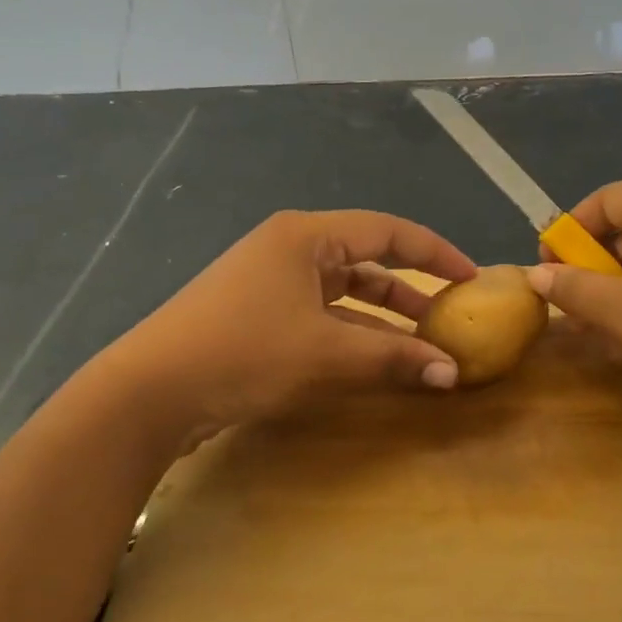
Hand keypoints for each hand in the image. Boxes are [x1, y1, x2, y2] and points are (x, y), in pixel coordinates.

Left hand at [113, 209, 477, 438]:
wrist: (149, 390)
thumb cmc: (244, 353)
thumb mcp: (327, 354)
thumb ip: (394, 358)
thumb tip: (451, 372)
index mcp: (307, 236)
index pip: (388, 231)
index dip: (435, 252)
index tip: (471, 277)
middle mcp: (289, 248)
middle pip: (365, 260)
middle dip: (410, 289)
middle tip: (449, 316)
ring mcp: (268, 280)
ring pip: (342, 291)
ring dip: (380, 317)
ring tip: (420, 344)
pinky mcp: (255, 313)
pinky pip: (318, 314)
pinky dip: (349, 333)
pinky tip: (372, 360)